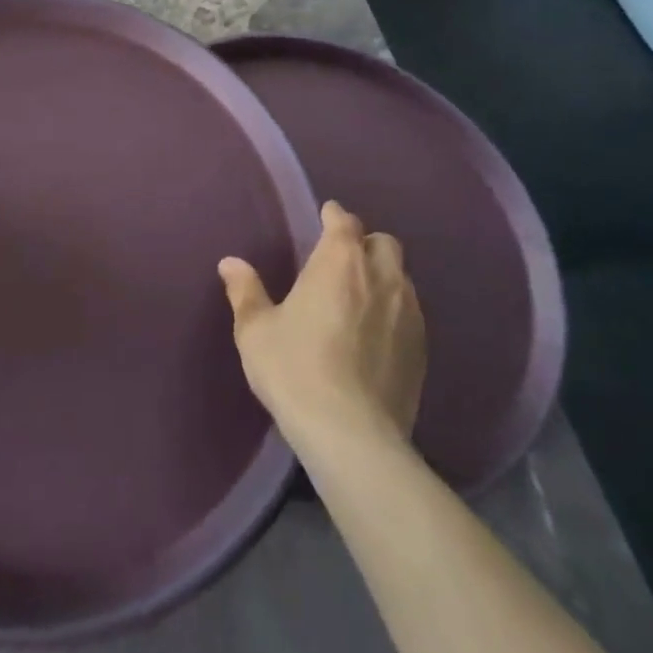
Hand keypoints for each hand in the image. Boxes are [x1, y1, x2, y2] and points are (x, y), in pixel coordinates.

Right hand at [219, 200, 426, 449]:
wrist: (352, 436)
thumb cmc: (296, 369)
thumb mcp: (256, 330)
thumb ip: (245, 291)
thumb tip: (230, 263)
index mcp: (339, 261)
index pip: (343, 220)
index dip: (333, 216)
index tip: (323, 219)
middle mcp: (380, 277)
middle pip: (383, 243)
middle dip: (365, 244)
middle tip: (341, 262)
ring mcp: (409, 313)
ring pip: (402, 278)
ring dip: (383, 277)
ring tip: (360, 298)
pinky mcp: (423, 350)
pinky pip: (411, 314)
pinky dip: (395, 312)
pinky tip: (376, 335)